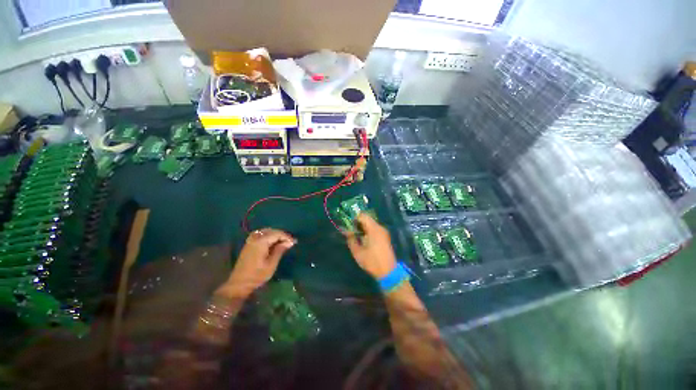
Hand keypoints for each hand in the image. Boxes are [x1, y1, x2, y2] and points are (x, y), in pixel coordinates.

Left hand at [219, 228, 295, 297]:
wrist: (239, 284)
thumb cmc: (257, 275)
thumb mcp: (271, 264)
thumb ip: (280, 250)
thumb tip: (290, 242)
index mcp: (261, 242)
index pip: (277, 234)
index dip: (286, 237)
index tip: (294, 242)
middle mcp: (255, 238)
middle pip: (271, 231)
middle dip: (282, 235)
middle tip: (290, 242)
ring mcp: (250, 241)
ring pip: (265, 231)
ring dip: (275, 234)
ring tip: (283, 241)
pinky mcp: (248, 244)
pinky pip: (260, 234)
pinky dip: (268, 235)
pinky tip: (272, 241)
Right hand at [346, 213, 396, 278]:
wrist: (388, 271)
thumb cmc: (372, 261)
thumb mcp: (358, 252)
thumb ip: (351, 239)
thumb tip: (346, 231)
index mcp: (373, 229)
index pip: (362, 216)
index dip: (354, 218)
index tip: (347, 223)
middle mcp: (380, 227)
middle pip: (367, 219)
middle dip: (357, 222)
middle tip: (350, 229)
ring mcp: (383, 232)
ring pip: (371, 223)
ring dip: (362, 226)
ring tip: (355, 234)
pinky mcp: (385, 236)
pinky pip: (375, 228)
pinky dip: (368, 230)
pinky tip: (363, 238)